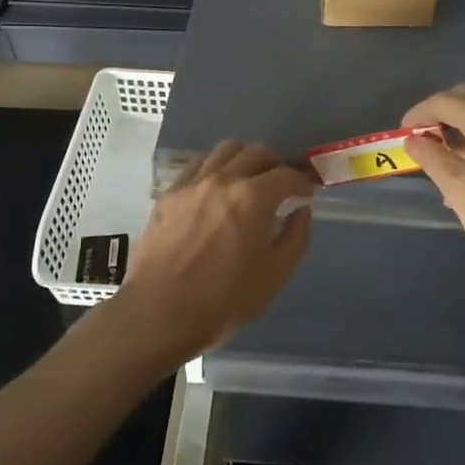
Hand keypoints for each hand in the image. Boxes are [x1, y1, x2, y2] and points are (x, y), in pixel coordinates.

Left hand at [115, 140, 314, 361]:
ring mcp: (192, 183)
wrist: (158, 314)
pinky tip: (215, 190)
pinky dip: (214, 168)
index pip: (287, 175)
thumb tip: (301, 210)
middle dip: (275, 165)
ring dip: (244, 159)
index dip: (302, 183)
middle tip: (280, 186)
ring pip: (225, 150)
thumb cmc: (223, 301)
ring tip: (248, 181)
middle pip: (256, 152)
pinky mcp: (169, 194)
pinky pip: (197, 165)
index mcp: (253, 197)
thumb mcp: (274, 276)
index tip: (306, 194)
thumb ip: (295, 237)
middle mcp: (223, 179)